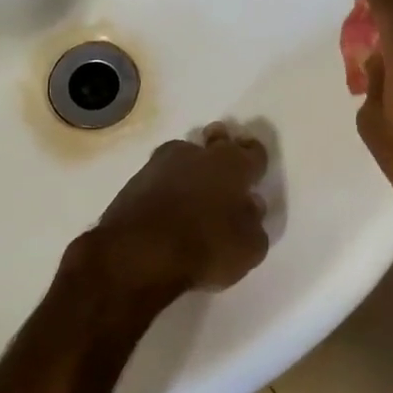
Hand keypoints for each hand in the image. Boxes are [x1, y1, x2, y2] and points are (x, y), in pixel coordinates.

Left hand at [63, 124, 270, 325]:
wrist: (139, 252)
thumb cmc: (206, 247)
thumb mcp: (249, 247)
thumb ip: (254, 222)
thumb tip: (250, 205)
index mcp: (233, 166)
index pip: (253, 152)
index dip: (255, 156)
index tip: (254, 162)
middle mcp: (199, 155)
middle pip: (216, 140)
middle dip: (221, 143)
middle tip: (222, 154)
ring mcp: (163, 163)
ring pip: (184, 153)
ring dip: (191, 163)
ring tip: (193, 181)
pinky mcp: (136, 179)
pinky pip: (160, 174)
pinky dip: (167, 182)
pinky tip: (167, 200)